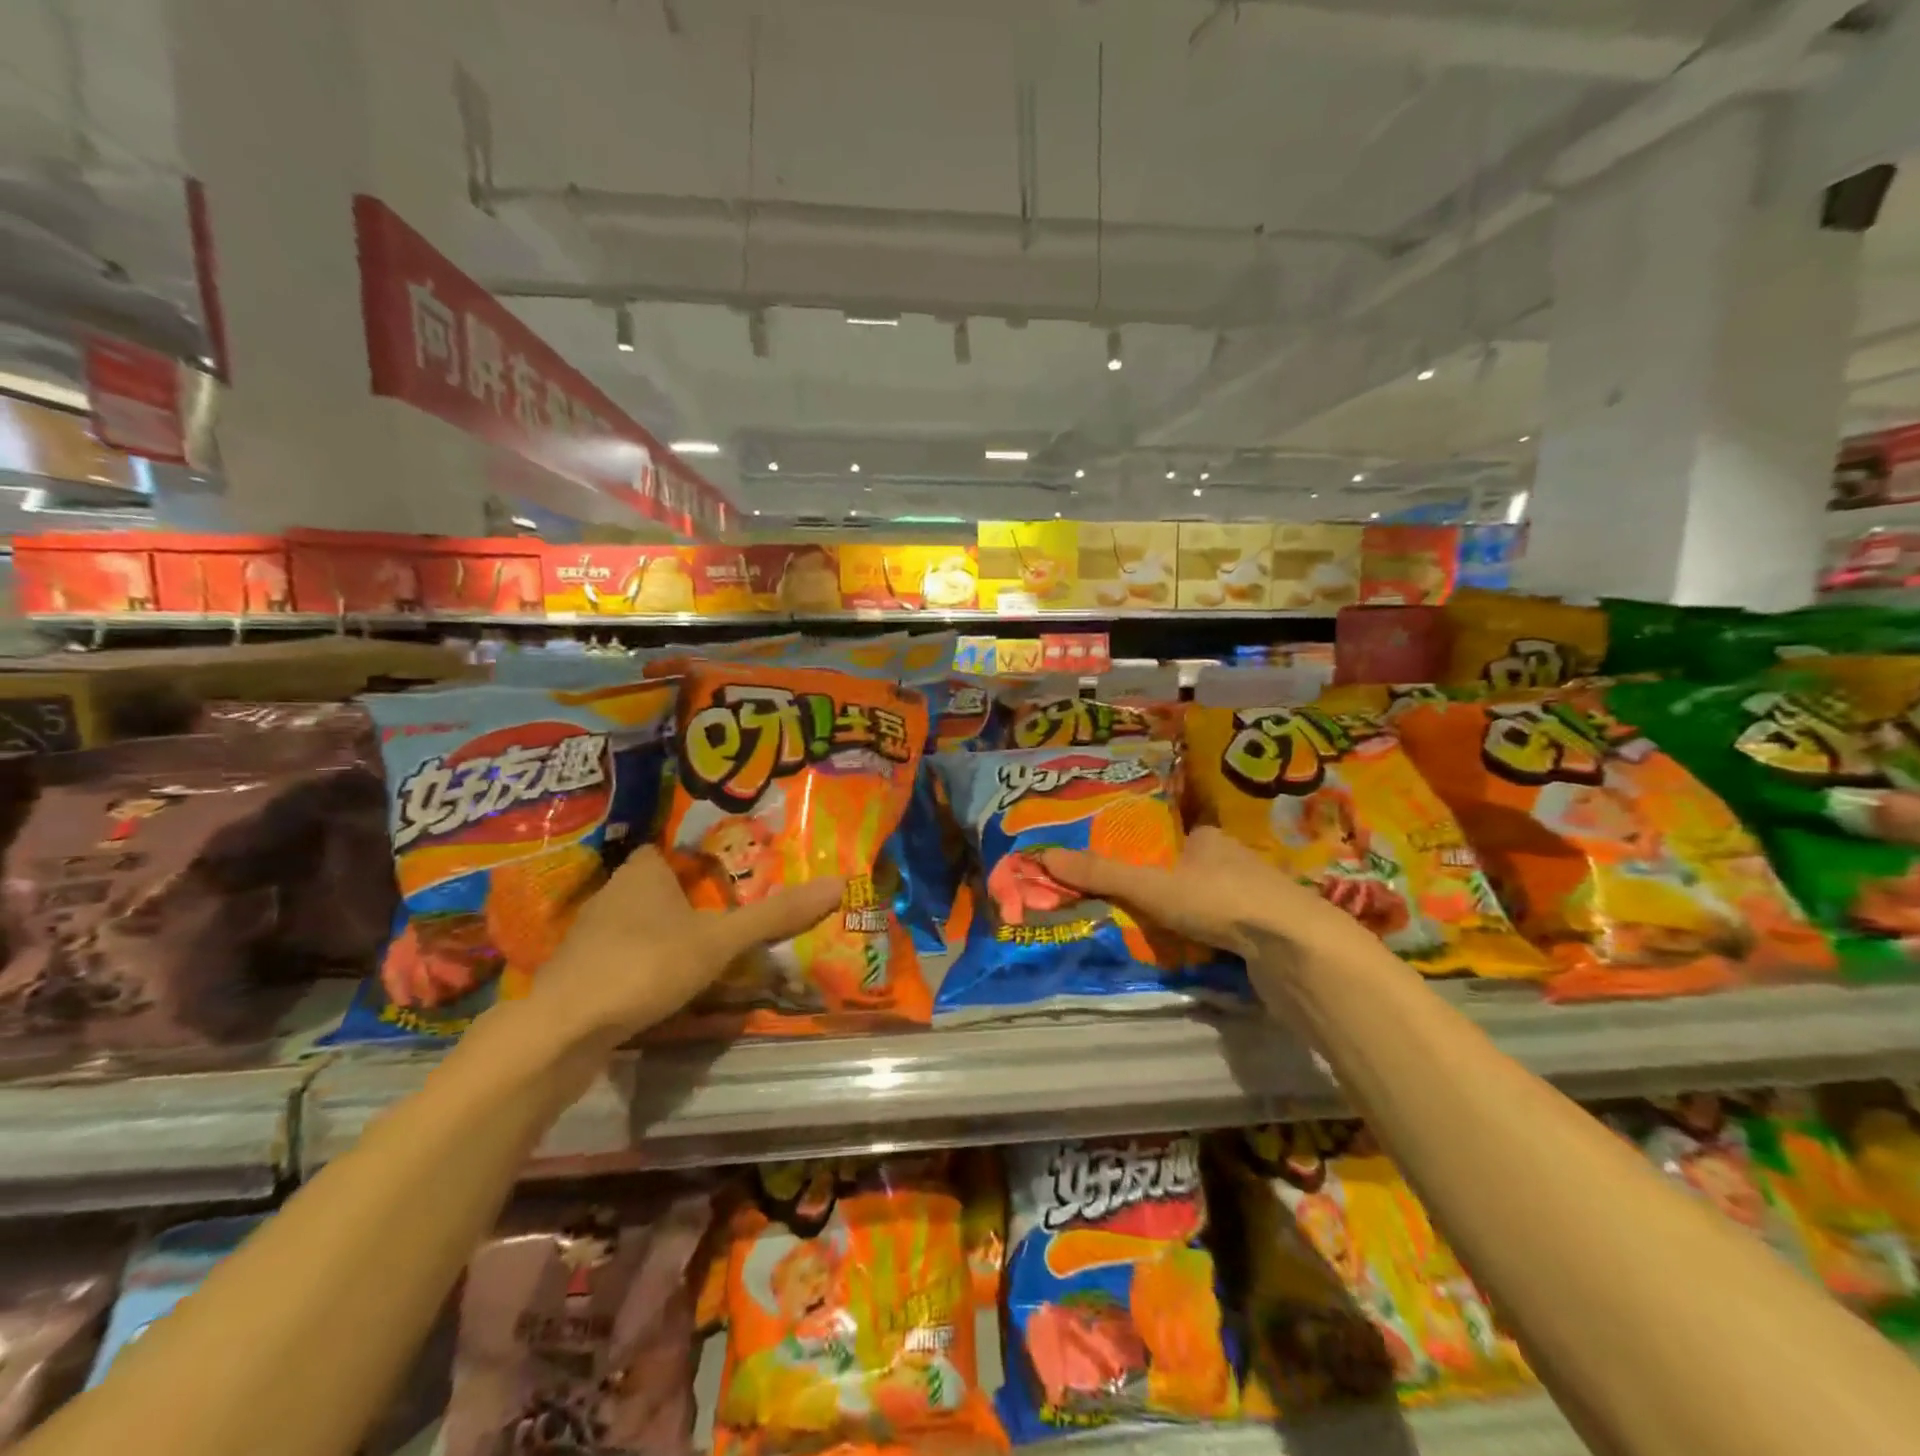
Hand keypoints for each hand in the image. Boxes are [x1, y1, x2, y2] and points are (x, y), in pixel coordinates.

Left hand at [523, 848, 844, 1045]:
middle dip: (682, 900)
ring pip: (634, 925)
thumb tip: (838, 884)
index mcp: (642, 873)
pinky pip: (619, 959)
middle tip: (723, 915)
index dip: (693, 861)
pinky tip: (660, 987)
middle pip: (653, 889)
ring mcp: (588, 937)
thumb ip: (775, 916)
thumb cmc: (646, 964)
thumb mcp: (720, 940)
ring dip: (660, 936)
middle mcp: (611, 895)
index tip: (723, 877)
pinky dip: (640, 967)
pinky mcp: (577, 976)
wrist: (564, 1030)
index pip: (667, 853)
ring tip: (699, 952)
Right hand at [1039, 826, 1370, 961]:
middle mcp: (1235, 862)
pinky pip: (1226, 932)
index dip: (1146, 852)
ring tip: (1151, 934)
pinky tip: (1191, 954)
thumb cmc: (1221, 901)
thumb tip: (1043, 856)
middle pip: (1189, 870)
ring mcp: (1255, 900)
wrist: (1296, 951)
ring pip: (1209, 902)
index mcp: (1210, 838)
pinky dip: (1207, 940)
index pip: (1172, 837)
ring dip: (1186, 916)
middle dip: (1163, 887)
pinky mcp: (1266, 935)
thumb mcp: (1151, 886)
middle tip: (1127, 906)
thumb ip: (1102, 874)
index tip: (1121, 870)